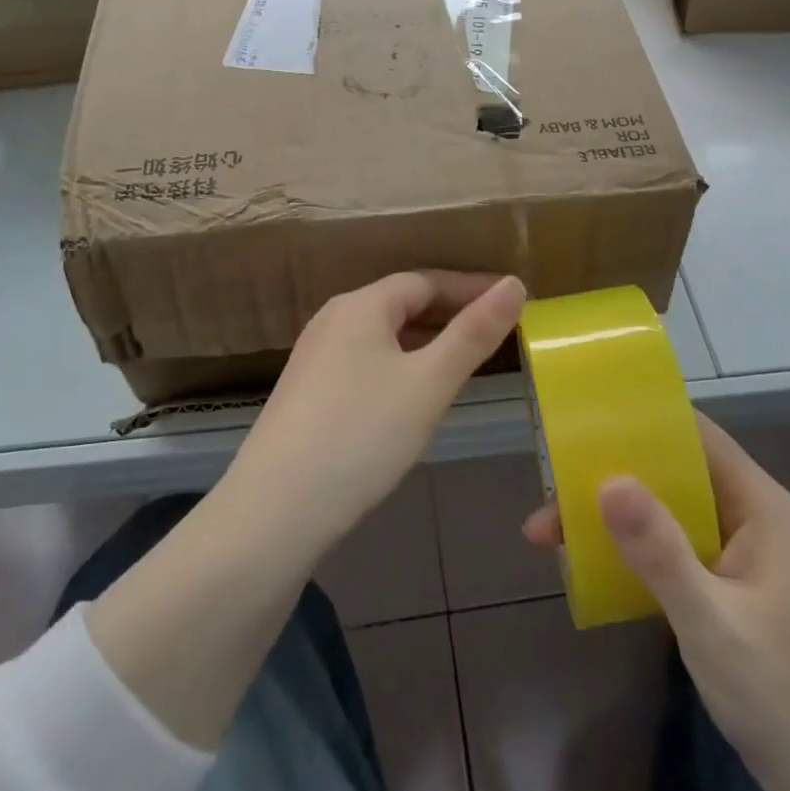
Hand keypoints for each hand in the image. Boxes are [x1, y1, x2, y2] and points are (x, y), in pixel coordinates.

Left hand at [229, 271, 525, 552]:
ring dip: (425, 341)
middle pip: (401, 304)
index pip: (426, 280)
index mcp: (361, 305)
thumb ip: (474, 333)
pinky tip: (413, 396)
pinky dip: (399, 365)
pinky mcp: (307, 392)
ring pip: (383, 335)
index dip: (471, 287)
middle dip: (450, 314)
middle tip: (495, 332)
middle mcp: (333, 319)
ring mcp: (315, 356)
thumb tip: (514, 284)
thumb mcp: (430, 383)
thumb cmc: (362, 435)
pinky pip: (365, 361)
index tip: (511, 300)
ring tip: (464, 362)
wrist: (275, 510)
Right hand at [522, 415, 789, 790]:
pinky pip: (668, 543)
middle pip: (671, 470)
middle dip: (610, 474)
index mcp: (758, 504)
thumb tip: (607, 480)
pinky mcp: (723, 579)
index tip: (584, 421)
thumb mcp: (712, 622)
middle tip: (549, 485)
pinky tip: (586, 561)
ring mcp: (736, 547)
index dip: (642, 420)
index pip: (696, 435)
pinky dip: (628, 546)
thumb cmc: (780, 694)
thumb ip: (661, 551)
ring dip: (611, 515)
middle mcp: (747, 513)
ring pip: (664, 508)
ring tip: (550, 530)